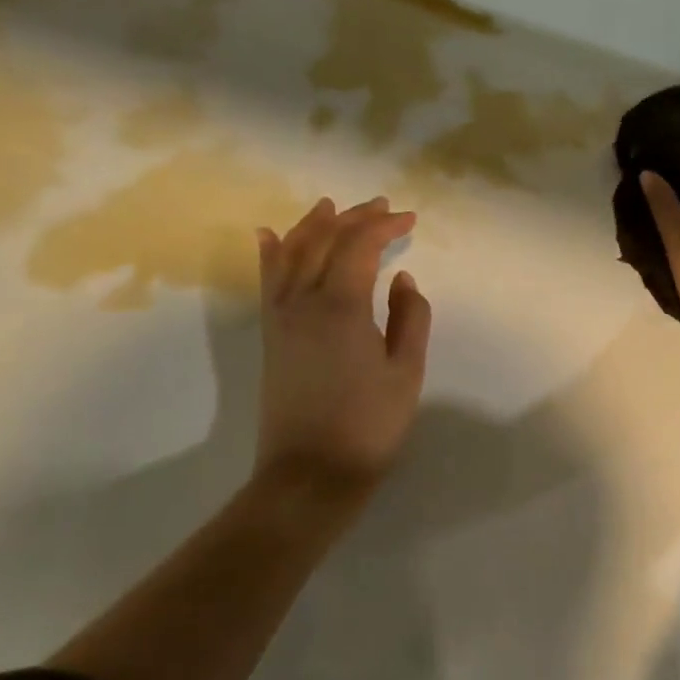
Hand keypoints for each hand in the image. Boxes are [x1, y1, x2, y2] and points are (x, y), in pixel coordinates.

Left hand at [253, 195, 431, 501]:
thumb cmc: (369, 425)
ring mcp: (280, 318)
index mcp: (341, 306)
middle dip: (353, 218)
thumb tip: (403, 279)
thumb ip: (411, 317)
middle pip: (324, 242)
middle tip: (381, 207)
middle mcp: (303, 301)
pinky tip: (270, 236)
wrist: (310, 474)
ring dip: (312, 226)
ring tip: (328, 206)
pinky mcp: (271, 337)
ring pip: (291, 255)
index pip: (359, 246)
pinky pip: (268, 282)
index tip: (409, 218)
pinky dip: (271, 254)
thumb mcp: (406, 372)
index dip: (384, 226)